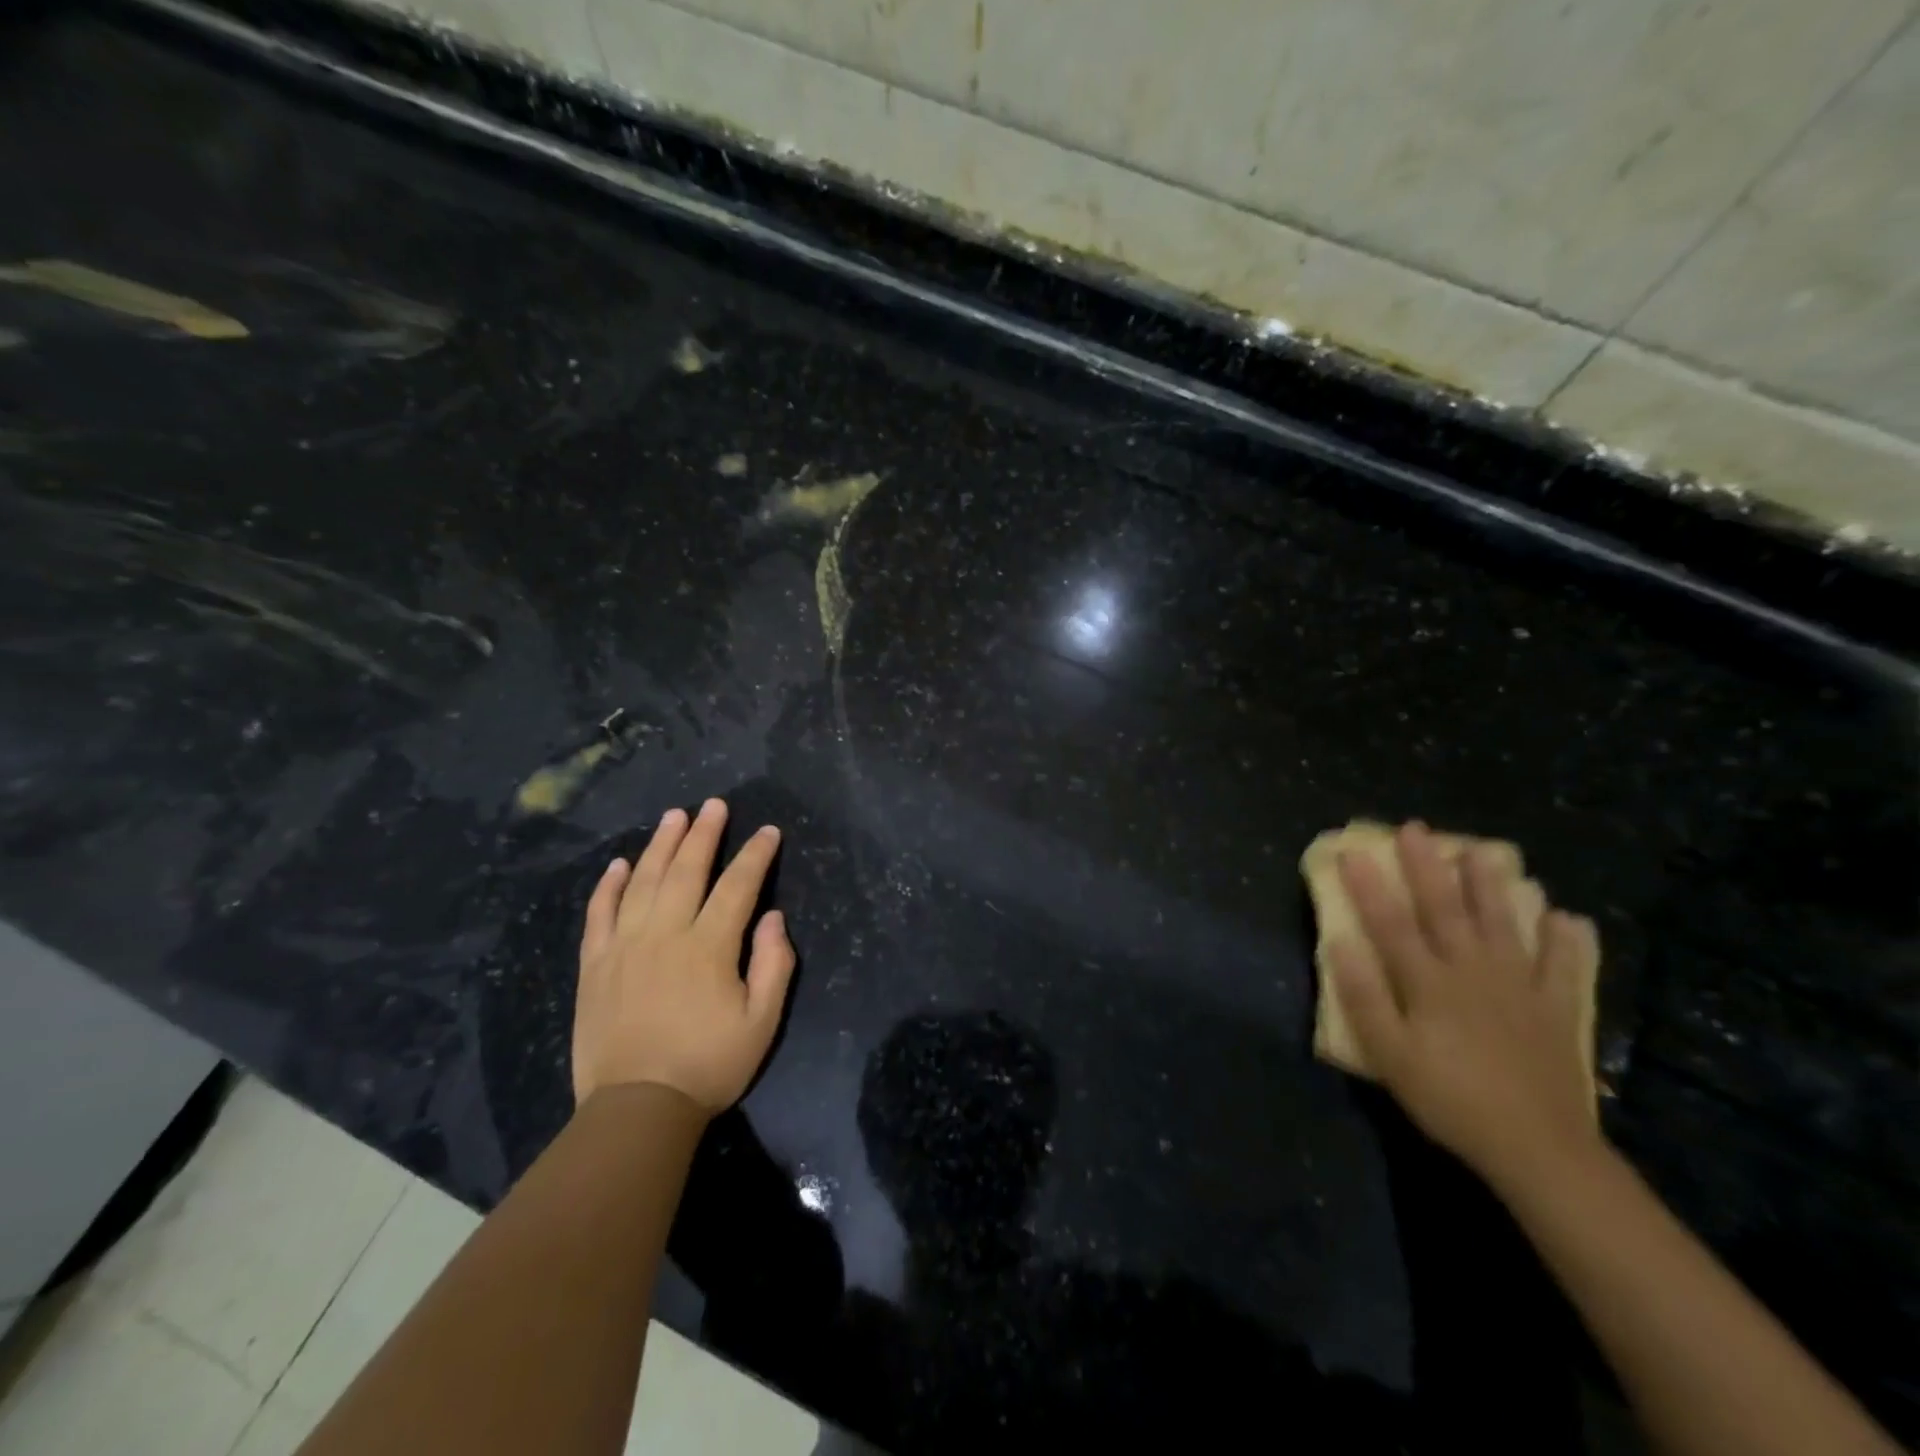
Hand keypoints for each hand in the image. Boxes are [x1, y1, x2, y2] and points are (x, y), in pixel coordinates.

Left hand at [573, 798, 795, 1113]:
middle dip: (704, 833)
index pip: (738, 886)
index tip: (768, 832)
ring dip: (660, 845)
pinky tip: (618, 863)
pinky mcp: (595, 964)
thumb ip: (773, 965)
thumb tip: (772, 917)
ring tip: (674, 816)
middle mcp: (665, 934)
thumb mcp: (761, 1022)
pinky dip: (608, 885)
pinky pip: (599, 914)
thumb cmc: (708, 1065)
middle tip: (714, 804)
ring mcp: (624, 946)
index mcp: (709, 946)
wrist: (636, 1109)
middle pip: (686, 870)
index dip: (755, 855)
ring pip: (642, 881)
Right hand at [1329, 821, 1601, 1192]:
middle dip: (1427, 867)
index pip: (1391, 923)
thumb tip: (1339, 942)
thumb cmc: (1450, 1099)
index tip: (1351, 851)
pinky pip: (1563, 967)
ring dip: (1490, 886)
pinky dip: (1566, 941)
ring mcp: (1518, 986)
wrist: (1536, 1148)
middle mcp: (1472, 970)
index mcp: (1428, 982)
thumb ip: (1363, 996)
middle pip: (1445, 910)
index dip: (1369, 886)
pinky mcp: (1554, 1009)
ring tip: (1484, 852)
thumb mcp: (1390, 1055)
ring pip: (1502, 924)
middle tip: (1416, 830)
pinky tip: (1565, 917)